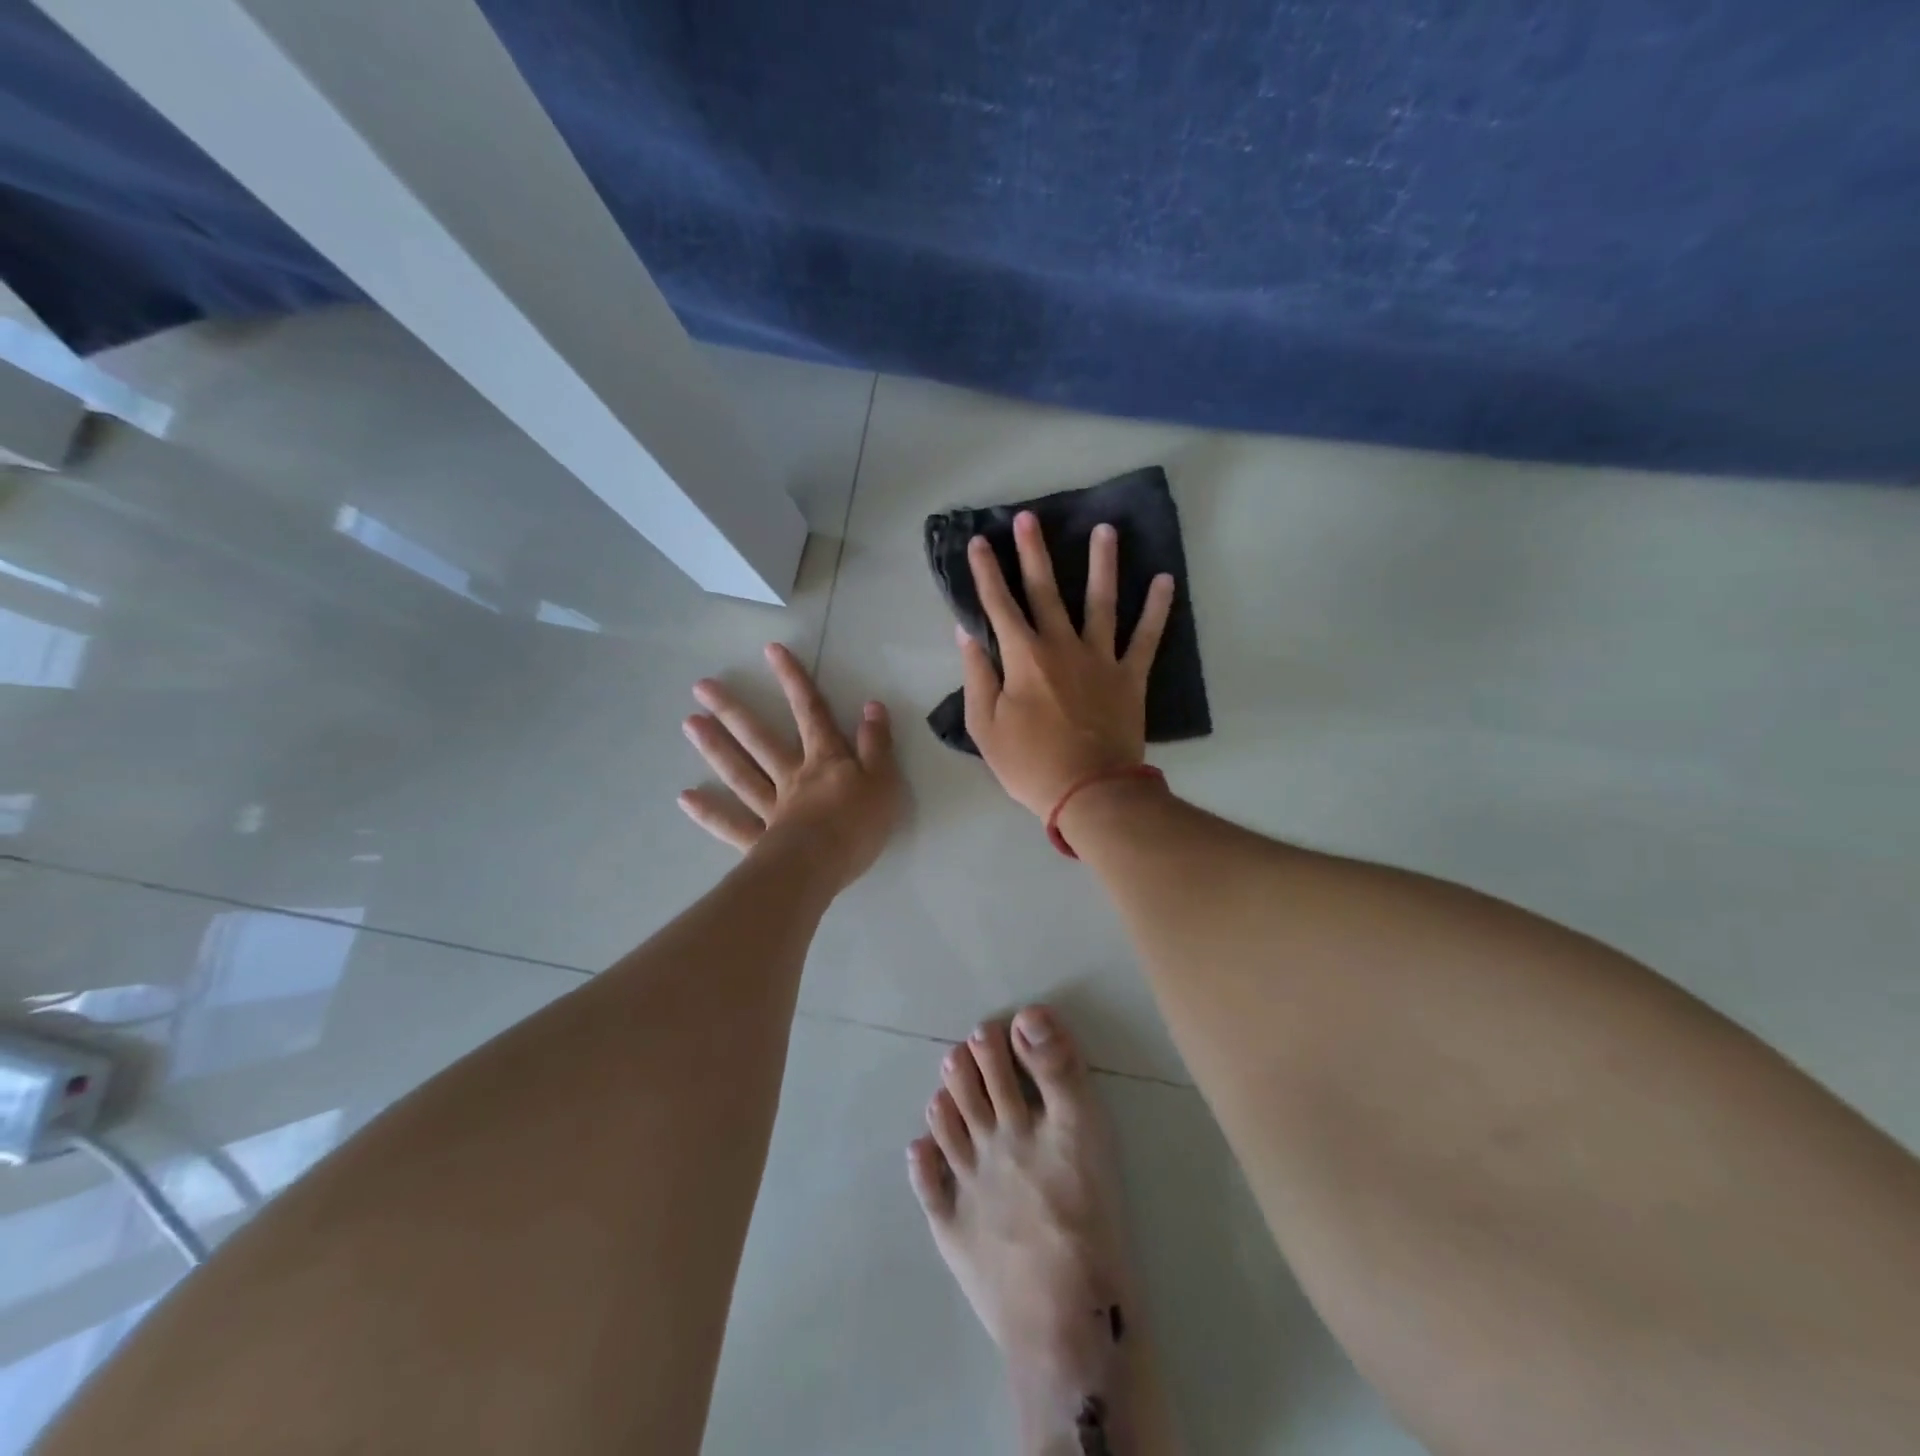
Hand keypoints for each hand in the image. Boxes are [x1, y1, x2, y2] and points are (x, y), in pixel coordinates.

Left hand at [679, 642, 902, 889]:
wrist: (823, 866)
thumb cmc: (858, 824)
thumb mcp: (883, 780)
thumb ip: (876, 743)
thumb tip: (871, 705)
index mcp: (825, 761)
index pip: (811, 712)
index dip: (794, 680)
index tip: (770, 650)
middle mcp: (792, 777)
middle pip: (761, 739)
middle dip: (734, 711)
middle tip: (702, 687)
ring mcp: (772, 809)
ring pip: (740, 774)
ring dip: (715, 748)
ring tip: (689, 723)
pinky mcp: (760, 841)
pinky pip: (731, 824)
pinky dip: (709, 811)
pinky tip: (685, 797)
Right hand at [960, 511, 1174, 816]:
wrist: (1090, 792)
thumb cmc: (1029, 764)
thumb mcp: (984, 726)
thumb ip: (976, 676)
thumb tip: (967, 634)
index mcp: (1024, 658)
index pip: (999, 606)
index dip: (986, 573)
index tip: (978, 543)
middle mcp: (1062, 646)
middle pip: (1046, 591)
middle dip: (1033, 553)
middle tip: (1029, 517)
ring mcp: (1101, 658)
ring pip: (1102, 601)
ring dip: (1102, 564)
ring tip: (1105, 530)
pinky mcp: (1131, 677)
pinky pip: (1147, 637)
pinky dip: (1157, 610)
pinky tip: (1165, 580)